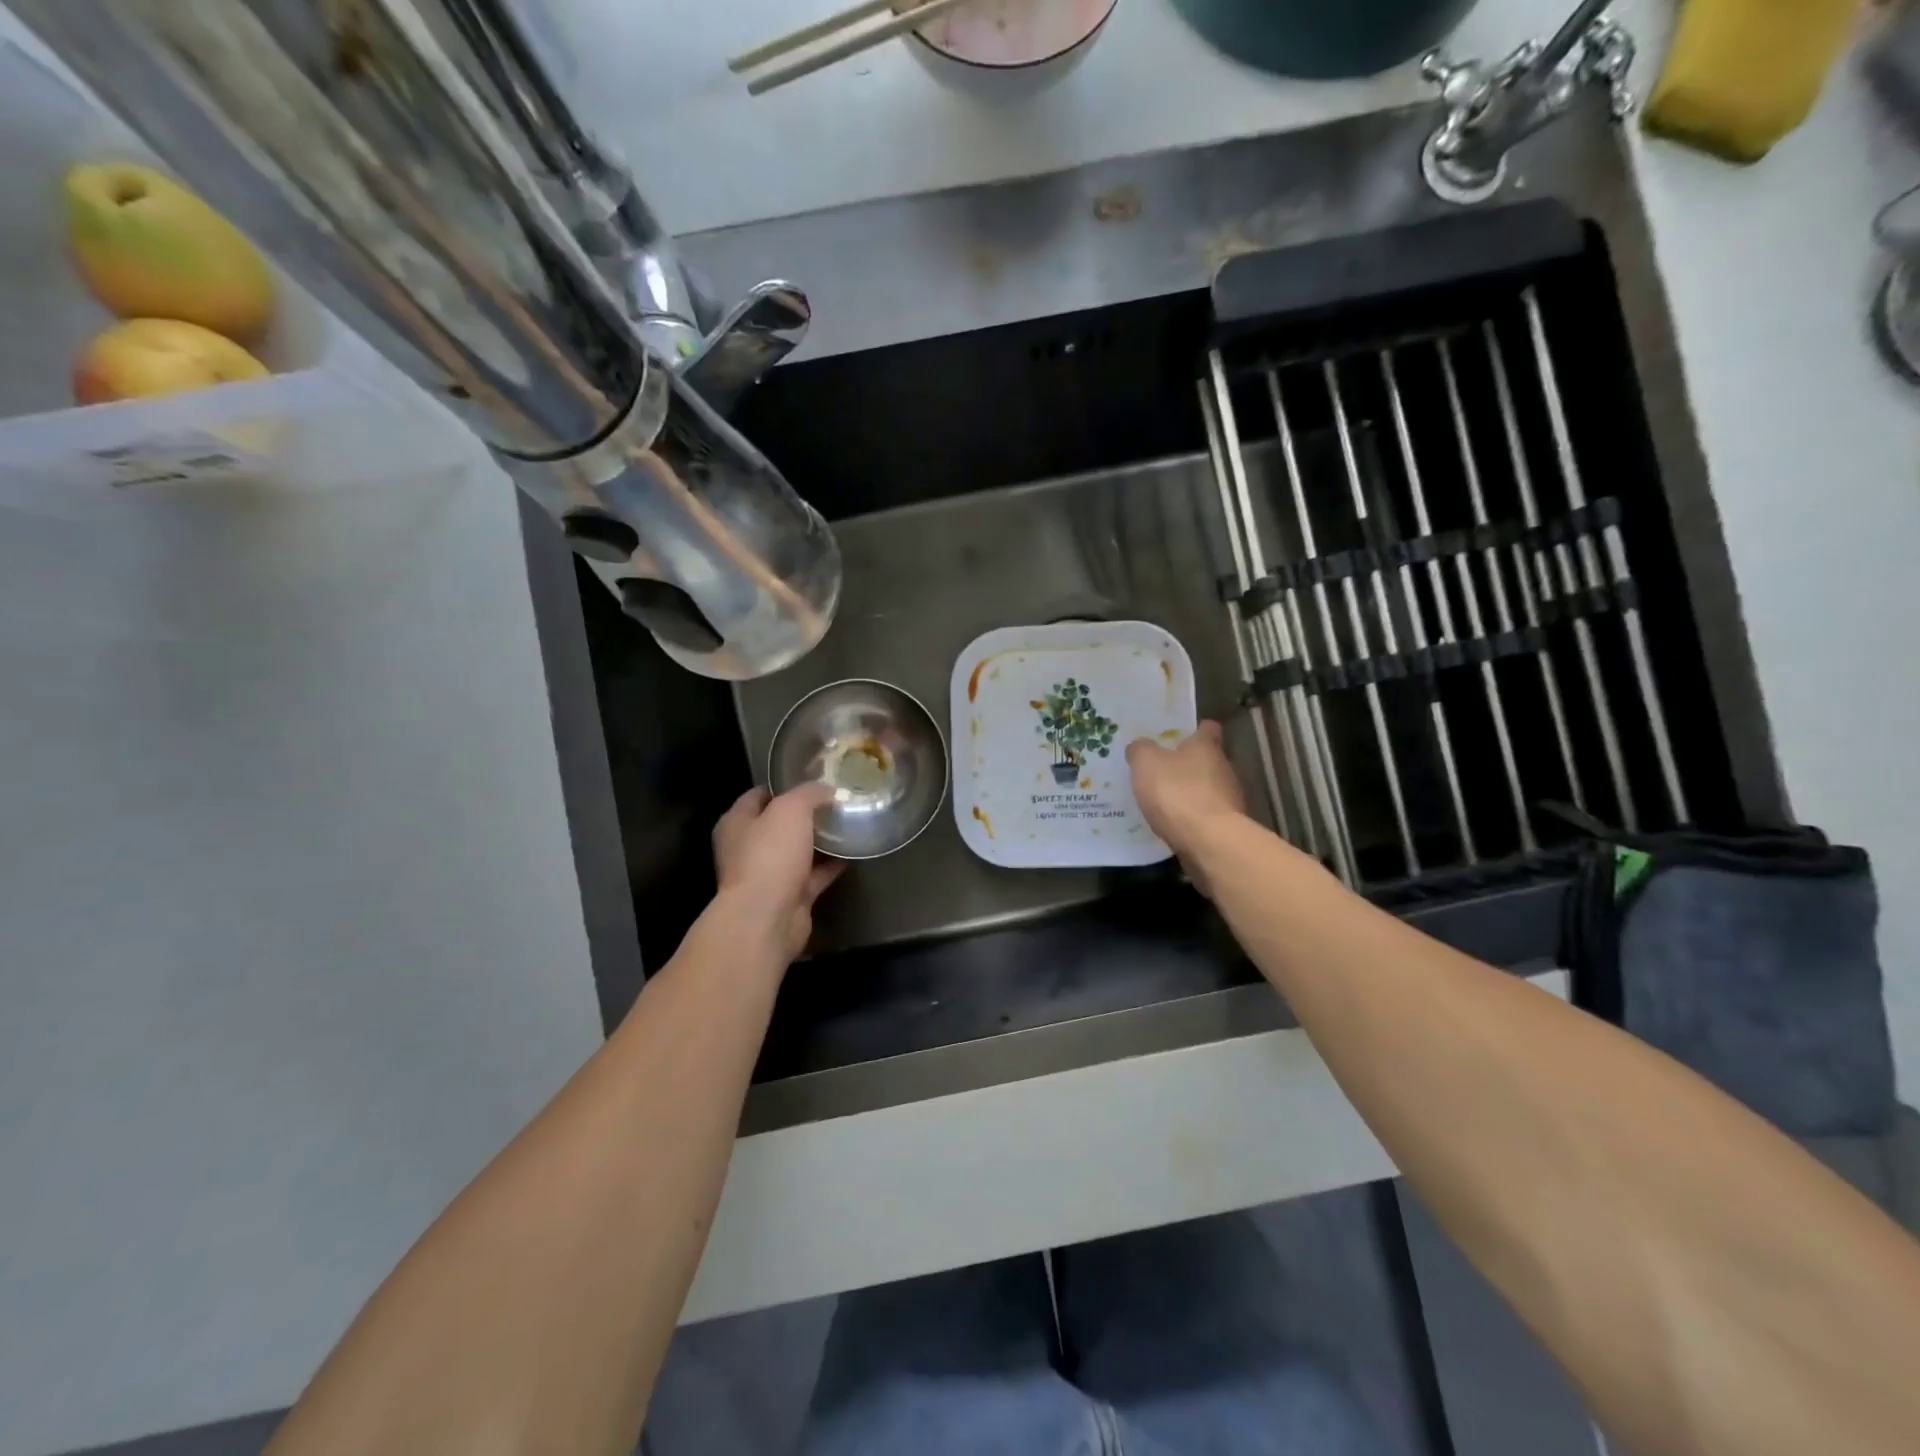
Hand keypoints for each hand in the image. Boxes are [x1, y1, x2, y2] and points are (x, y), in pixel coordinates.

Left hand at [711, 784, 842, 963]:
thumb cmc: (770, 855)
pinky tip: (851, 853)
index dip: (783, 786)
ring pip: (797, 851)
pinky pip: (813, 876)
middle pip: (778, 824)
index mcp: (736, 823)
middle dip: (805, 814)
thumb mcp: (791, 809)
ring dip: (819, 841)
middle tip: (835, 800)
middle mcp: (747, 849)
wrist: (768, 917)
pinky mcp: (789, 897)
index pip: (758, 795)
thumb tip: (826, 789)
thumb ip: (809, 793)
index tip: (813, 779)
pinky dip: (830, 866)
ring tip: (847, 823)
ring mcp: (768, 875)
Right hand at [1126, 720, 1246, 867]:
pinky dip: (1193, 817)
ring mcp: (1229, 799)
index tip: (1182, 735)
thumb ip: (1141, 750)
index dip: (1196, 730)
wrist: (1209, 841)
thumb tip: (1140, 746)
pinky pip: (1207, 815)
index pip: (1208, 729)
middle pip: (1208, 760)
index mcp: (1205, 747)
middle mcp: (1223, 768)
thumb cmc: (1177, 793)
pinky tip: (1174, 825)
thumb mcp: (1146, 763)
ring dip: (1191, 792)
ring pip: (1209, 788)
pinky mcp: (1227, 826)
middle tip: (1162, 770)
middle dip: (1188, 764)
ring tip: (1165, 801)